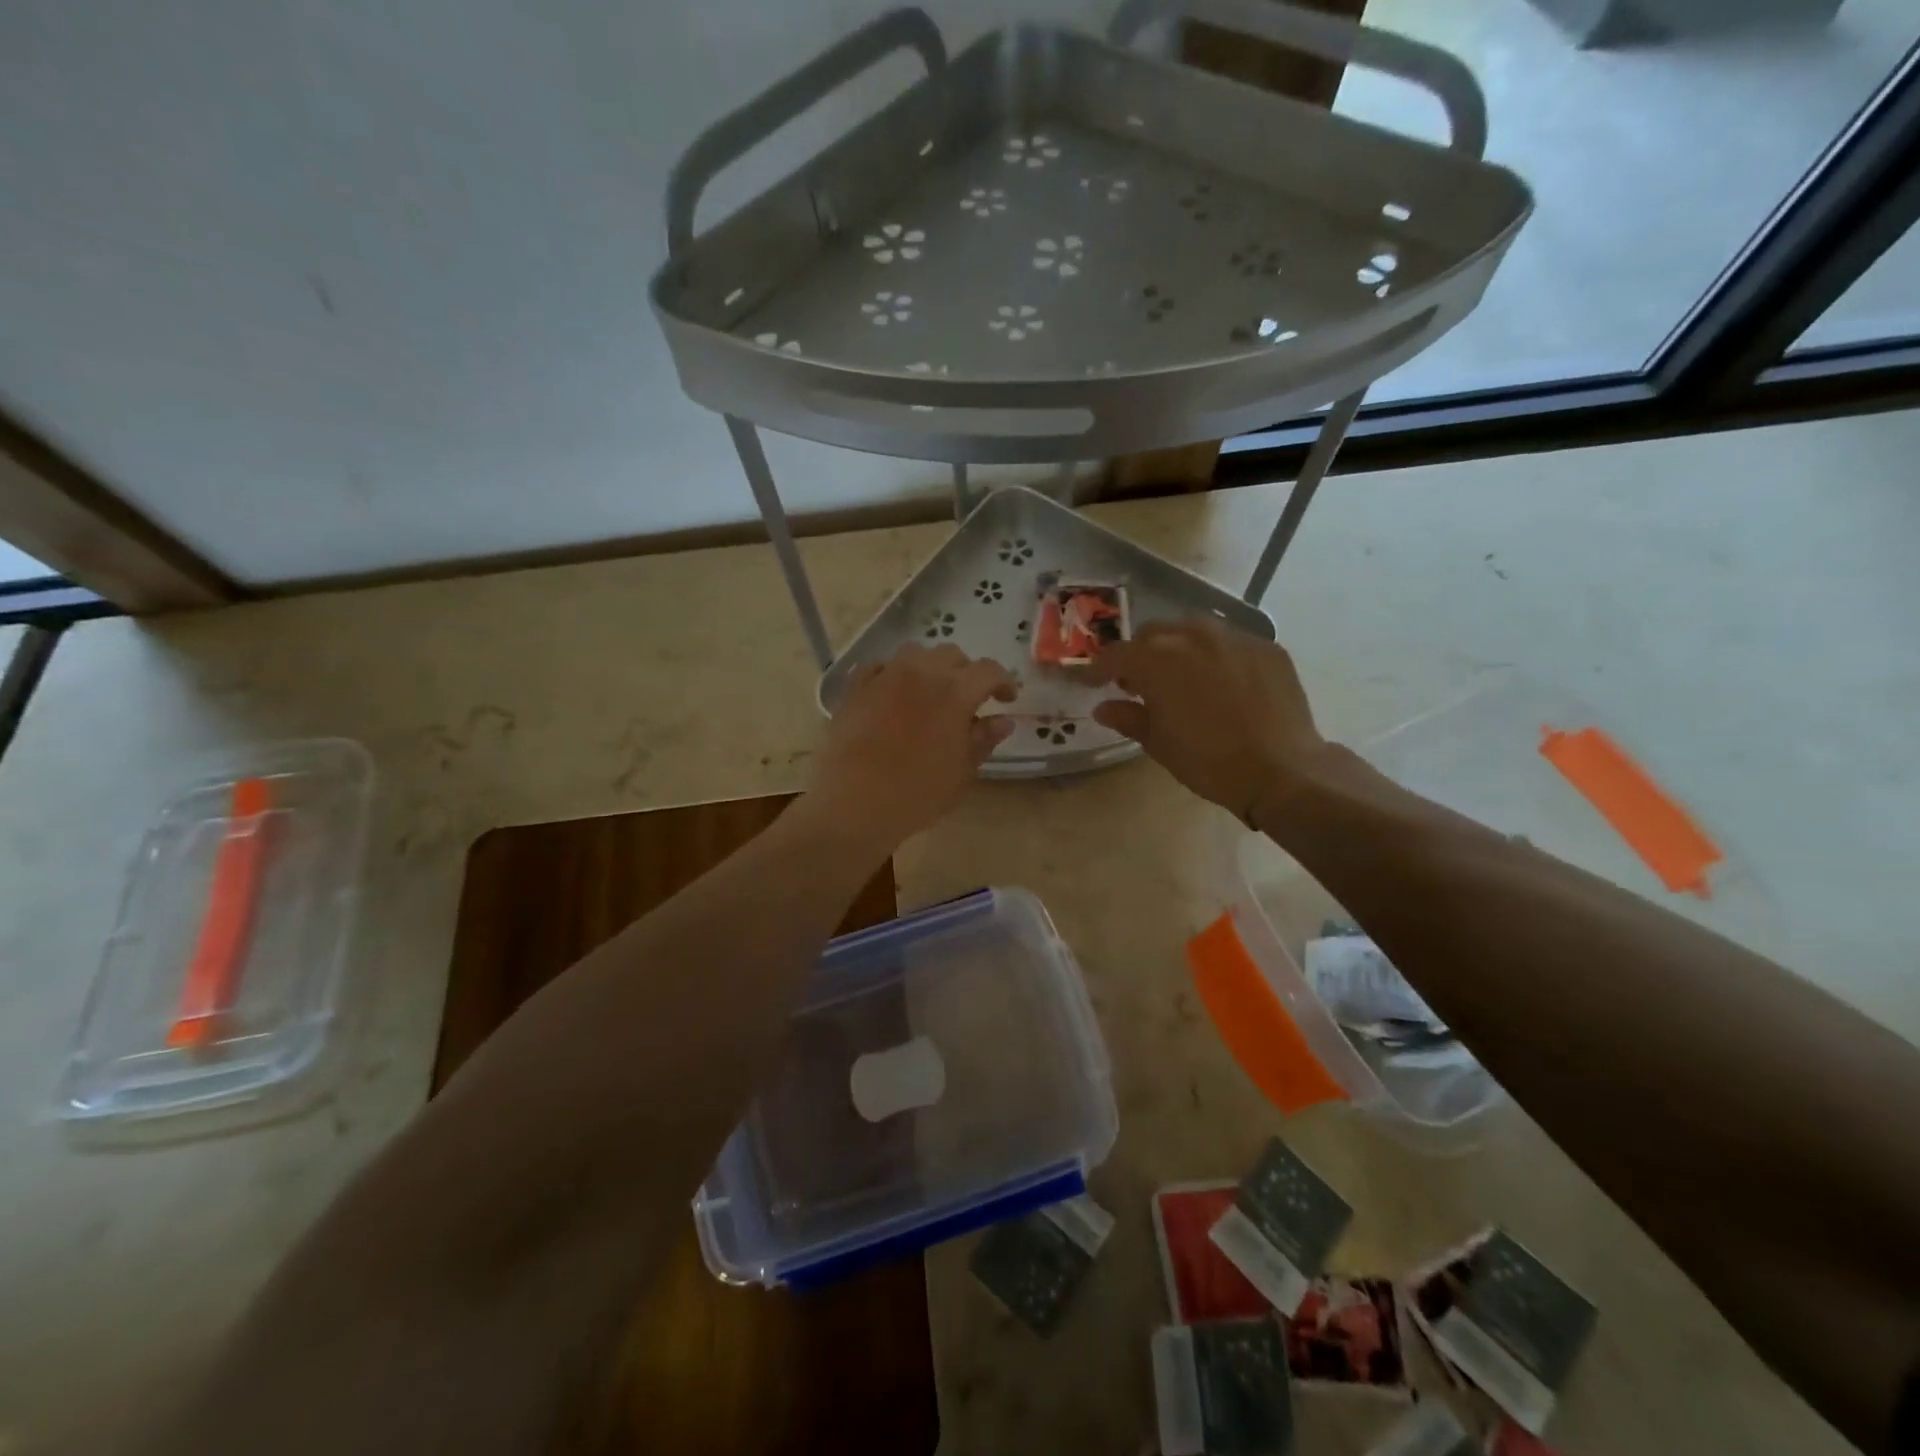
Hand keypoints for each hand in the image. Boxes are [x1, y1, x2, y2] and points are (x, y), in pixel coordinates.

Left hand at [807, 643, 1017, 849]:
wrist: (854, 804)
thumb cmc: (917, 793)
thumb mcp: (961, 771)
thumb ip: (983, 739)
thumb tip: (1003, 720)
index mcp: (955, 692)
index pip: (988, 671)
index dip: (1003, 682)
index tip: (1007, 699)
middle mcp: (921, 672)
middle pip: (952, 655)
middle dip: (966, 672)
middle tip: (968, 699)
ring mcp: (885, 675)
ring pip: (916, 654)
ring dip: (930, 667)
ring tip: (931, 693)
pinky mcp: (856, 687)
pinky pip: (881, 667)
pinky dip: (895, 675)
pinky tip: (895, 696)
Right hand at [1090, 618, 1328, 824]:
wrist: (1281, 770)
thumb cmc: (1208, 761)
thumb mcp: (1159, 743)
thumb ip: (1128, 717)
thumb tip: (1104, 708)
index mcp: (1158, 660)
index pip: (1116, 655)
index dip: (1099, 669)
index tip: (1092, 683)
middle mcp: (1194, 636)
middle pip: (1154, 634)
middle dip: (1140, 655)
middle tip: (1139, 684)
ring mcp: (1234, 637)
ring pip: (1193, 630)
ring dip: (1178, 649)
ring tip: (1182, 677)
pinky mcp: (1267, 647)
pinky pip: (1230, 643)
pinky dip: (1216, 657)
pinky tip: (1222, 684)